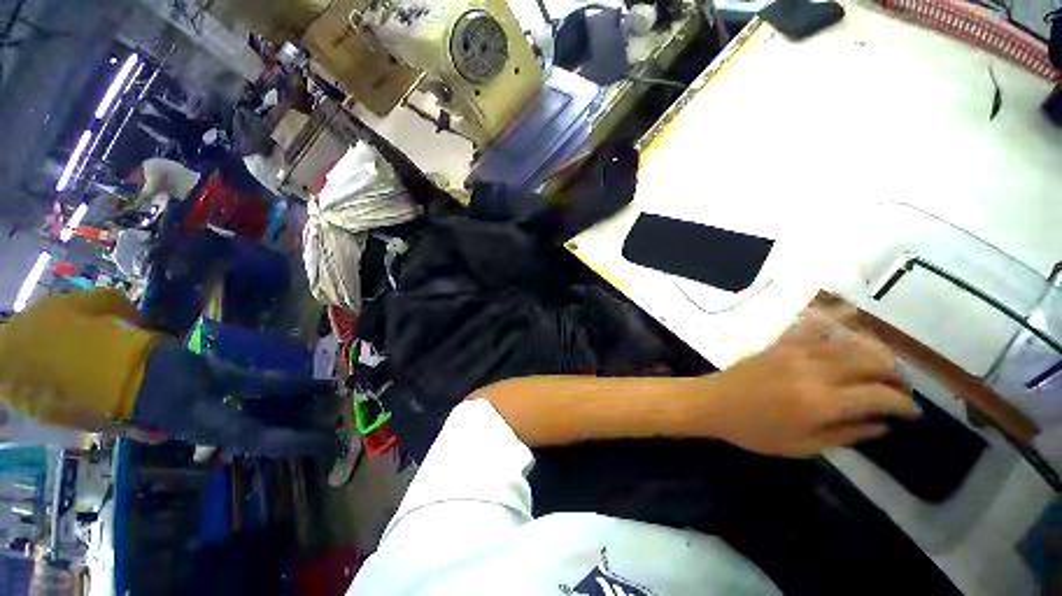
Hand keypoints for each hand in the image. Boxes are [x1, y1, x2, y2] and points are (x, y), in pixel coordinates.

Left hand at [701, 305, 918, 456]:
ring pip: (849, 341)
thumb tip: (884, 425)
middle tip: (900, 389)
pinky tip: (848, 319)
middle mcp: (815, 370)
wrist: (713, 403)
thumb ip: (847, 434)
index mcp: (822, 401)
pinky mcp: (779, 343)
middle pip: (871, 361)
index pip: (880, 396)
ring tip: (882, 366)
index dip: (904, 404)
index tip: (914, 413)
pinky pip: (811, 324)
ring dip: (874, 350)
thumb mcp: (803, 445)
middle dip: (895, 374)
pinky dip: (833, 318)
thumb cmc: (755, 431)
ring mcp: (795, 351)